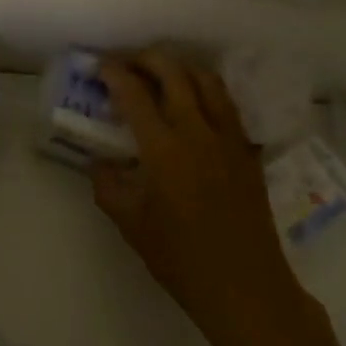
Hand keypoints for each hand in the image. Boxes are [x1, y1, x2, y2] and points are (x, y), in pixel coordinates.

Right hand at [95, 49, 324, 345]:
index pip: (135, 94)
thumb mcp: (132, 225)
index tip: (100, 65)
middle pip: (173, 72)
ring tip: (163, 74)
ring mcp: (228, 137)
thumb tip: (98, 162)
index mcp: (164, 149)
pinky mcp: (247, 149)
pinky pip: (227, 104)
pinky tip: (196, 104)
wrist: (245, 287)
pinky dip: (207, 90)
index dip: (114, 73)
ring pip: (207, 80)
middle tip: (129, 63)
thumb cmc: (182, 259)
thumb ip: (108, 186)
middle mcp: (197, 131)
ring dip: (181, 67)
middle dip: (147, 58)